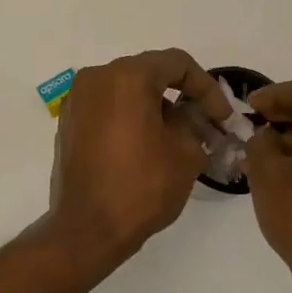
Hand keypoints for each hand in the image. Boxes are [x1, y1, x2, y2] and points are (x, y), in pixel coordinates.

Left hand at [48, 49, 232, 256]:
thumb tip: (191, 114)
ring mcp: (77, 100)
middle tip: (206, 124)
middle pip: (149, 73)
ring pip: (127, 90)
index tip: (223, 117)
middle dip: (181, 95)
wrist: (86, 229)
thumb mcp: (185, 152)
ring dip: (155, 107)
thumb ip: (194, 121)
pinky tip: (147, 145)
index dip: (207, 87)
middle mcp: (96, 77)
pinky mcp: (68, 123)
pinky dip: (130, 117)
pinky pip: (107, 108)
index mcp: (126, 76)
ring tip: (178, 138)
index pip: (177, 63)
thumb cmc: (141, 186)